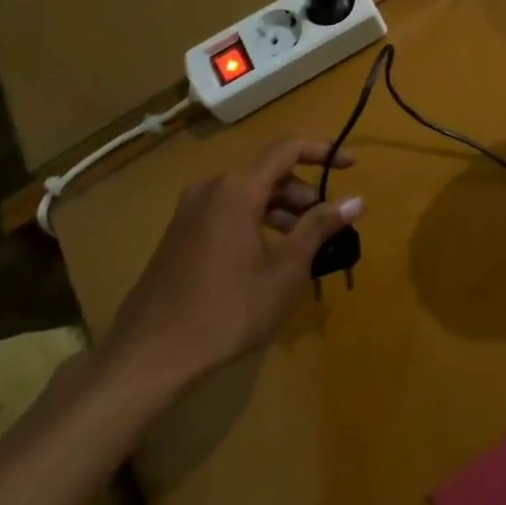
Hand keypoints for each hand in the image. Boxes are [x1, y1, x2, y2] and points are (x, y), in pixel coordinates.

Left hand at [98, 138, 361, 411]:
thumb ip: (319, 228)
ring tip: (304, 245)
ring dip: (281, 210)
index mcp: (237, 189)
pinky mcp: (179, 233)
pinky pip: (227, 211)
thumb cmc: (226, 310)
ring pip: (247, 194)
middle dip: (304, 192)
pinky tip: (269, 257)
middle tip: (329, 224)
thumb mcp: (284, 271)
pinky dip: (256, 221)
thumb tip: (356, 200)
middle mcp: (211, 188)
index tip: (352, 165)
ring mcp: (190, 210)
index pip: (287, 149)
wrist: (149, 355)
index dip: (323, 151)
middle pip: (268, 172)